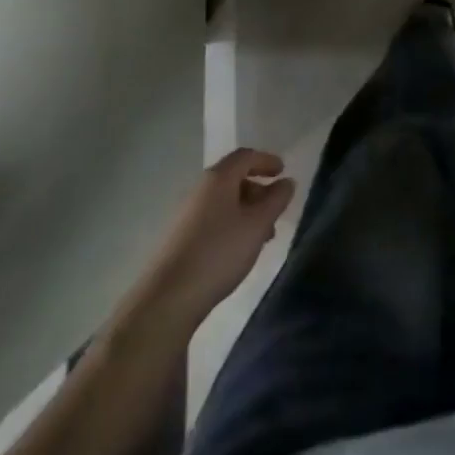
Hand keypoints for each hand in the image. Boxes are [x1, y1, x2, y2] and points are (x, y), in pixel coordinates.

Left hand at [145, 148, 296, 319]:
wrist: (167, 298)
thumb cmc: (219, 253)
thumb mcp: (257, 225)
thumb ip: (276, 200)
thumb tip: (287, 182)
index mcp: (218, 178)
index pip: (246, 156)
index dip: (266, 160)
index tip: (283, 172)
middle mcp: (200, 189)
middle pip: (234, 178)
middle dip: (258, 190)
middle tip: (275, 210)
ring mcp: (187, 214)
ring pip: (224, 202)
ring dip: (246, 211)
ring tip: (262, 237)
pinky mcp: (180, 238)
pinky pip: (213, 219)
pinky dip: (231, 224)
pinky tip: (238, 250)